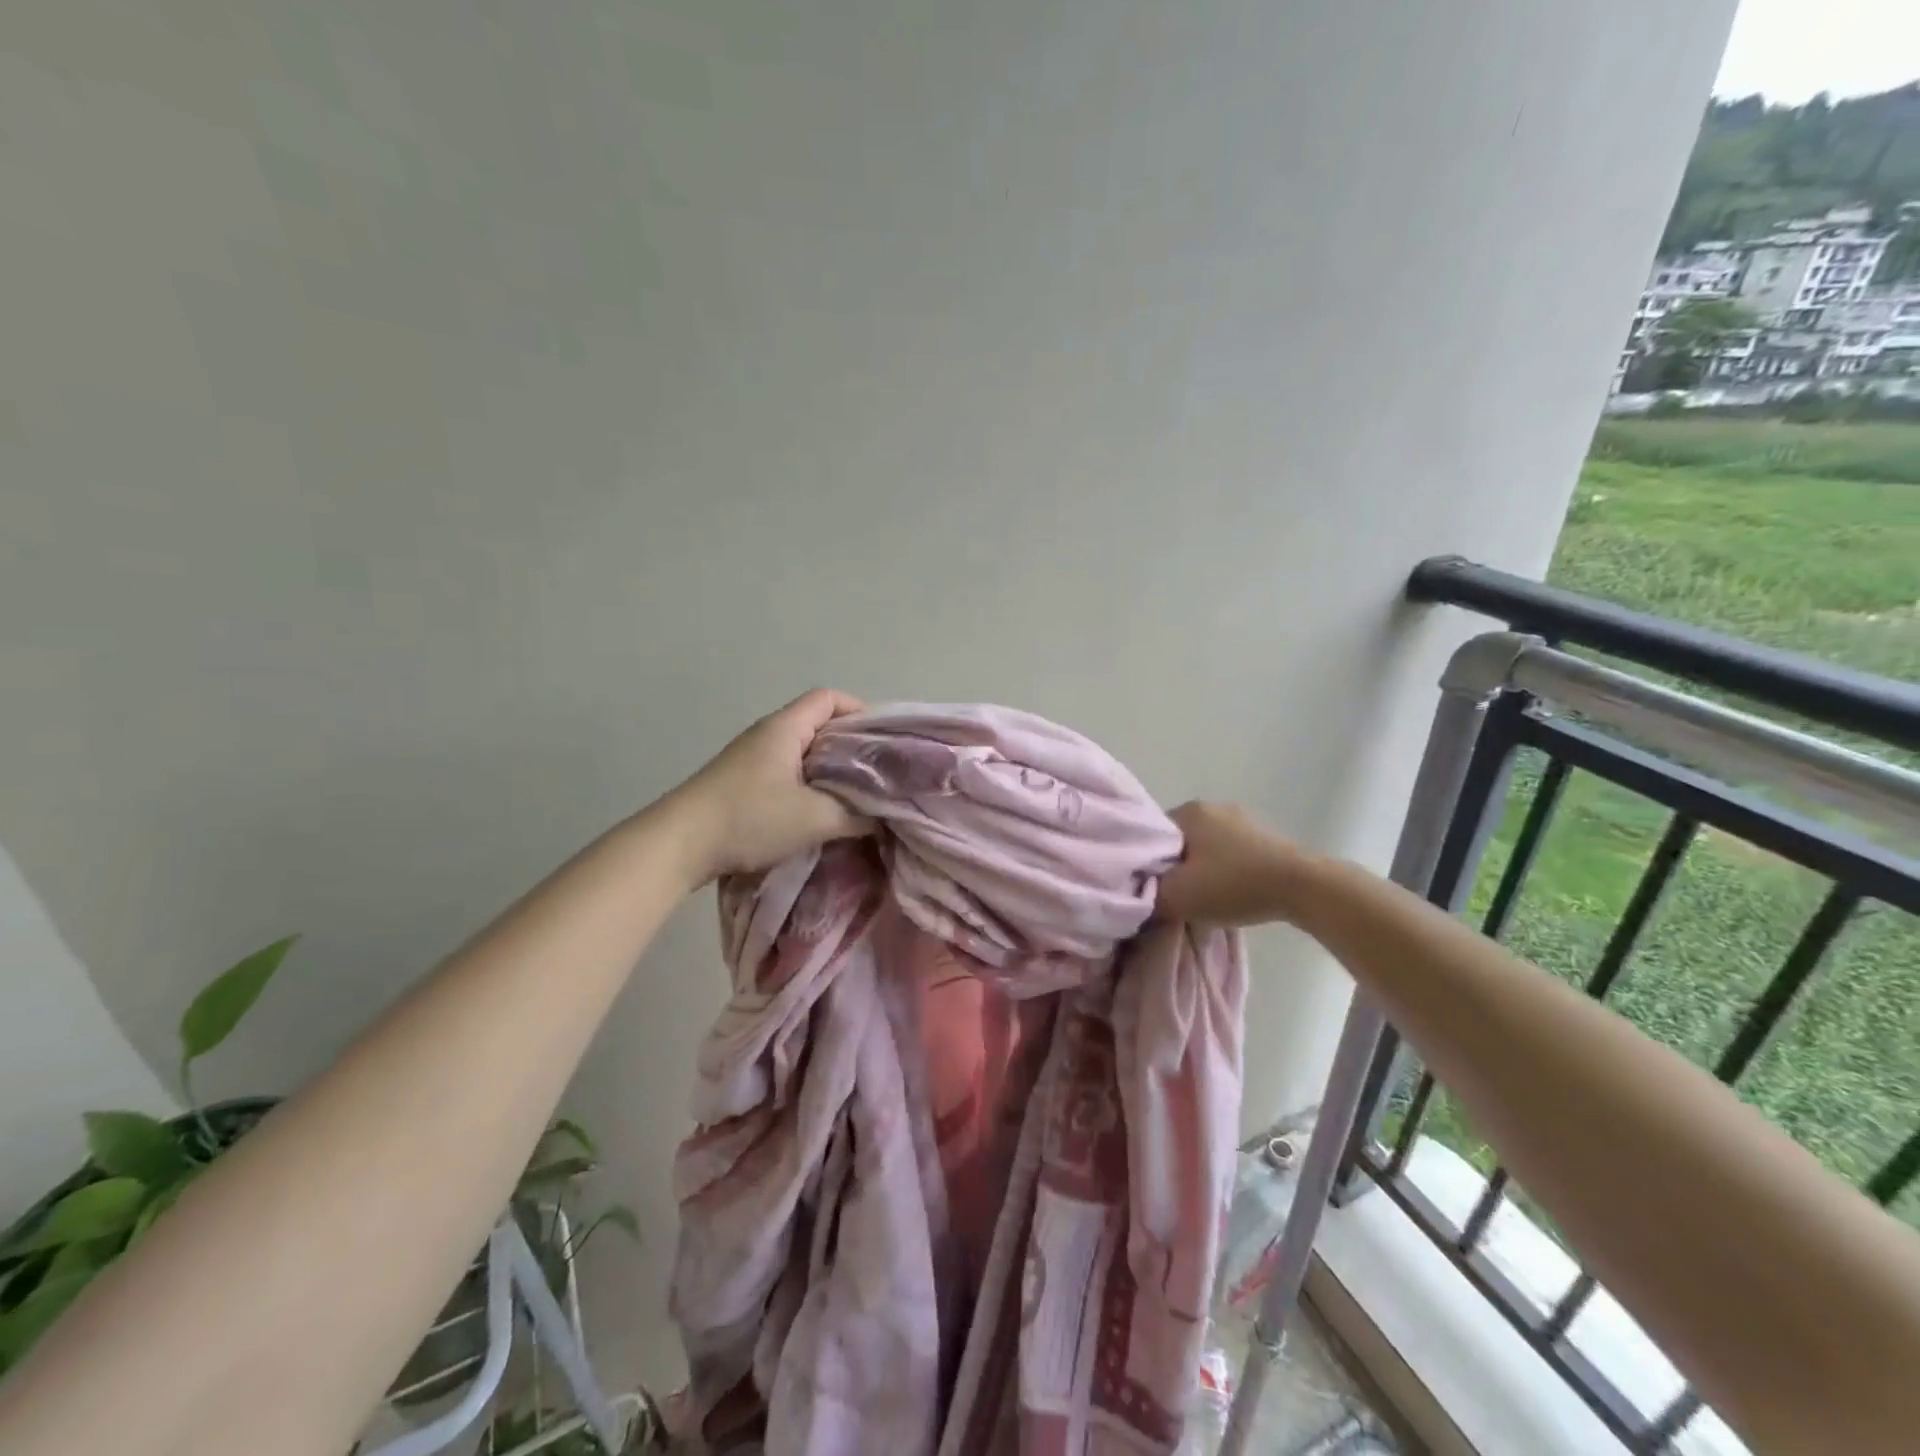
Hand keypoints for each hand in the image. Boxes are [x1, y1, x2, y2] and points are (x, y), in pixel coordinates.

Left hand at [671, 689, 871, 881]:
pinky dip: (808, 785)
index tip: (882, 740)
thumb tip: (881, 818)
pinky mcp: (741, 783)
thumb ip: (855, 815)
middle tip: (877, 772)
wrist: (679, 845)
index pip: (829, 698)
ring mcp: (750, 759)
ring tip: (854, 795)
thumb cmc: (749, 818)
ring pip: (802, 752)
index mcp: (784, 728)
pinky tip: (818, 812)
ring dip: (829, 770)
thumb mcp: (814, 818)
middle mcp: (767, 735)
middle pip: (818, 724)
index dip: (859, 710)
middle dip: (850, 745)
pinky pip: (786, 773)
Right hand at [1157, 801, 1317, 926]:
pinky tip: (1230, 893)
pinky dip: (1225, 872)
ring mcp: (1242, 819)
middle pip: (1178, 843)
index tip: (1152, 890)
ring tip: (1205, 900)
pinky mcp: (1265, 837)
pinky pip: (1230, 854)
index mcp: (1187, 810)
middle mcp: (1212, 807)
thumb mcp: (1176, 897)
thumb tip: (1137, 899)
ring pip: (1205, 849)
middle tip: (1176, 898)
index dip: (1147, 866)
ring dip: (1201, 872)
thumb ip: (1146, 897)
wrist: (1303, 888)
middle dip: (1174, 869)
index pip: (1150, 837)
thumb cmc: (1233, 884)